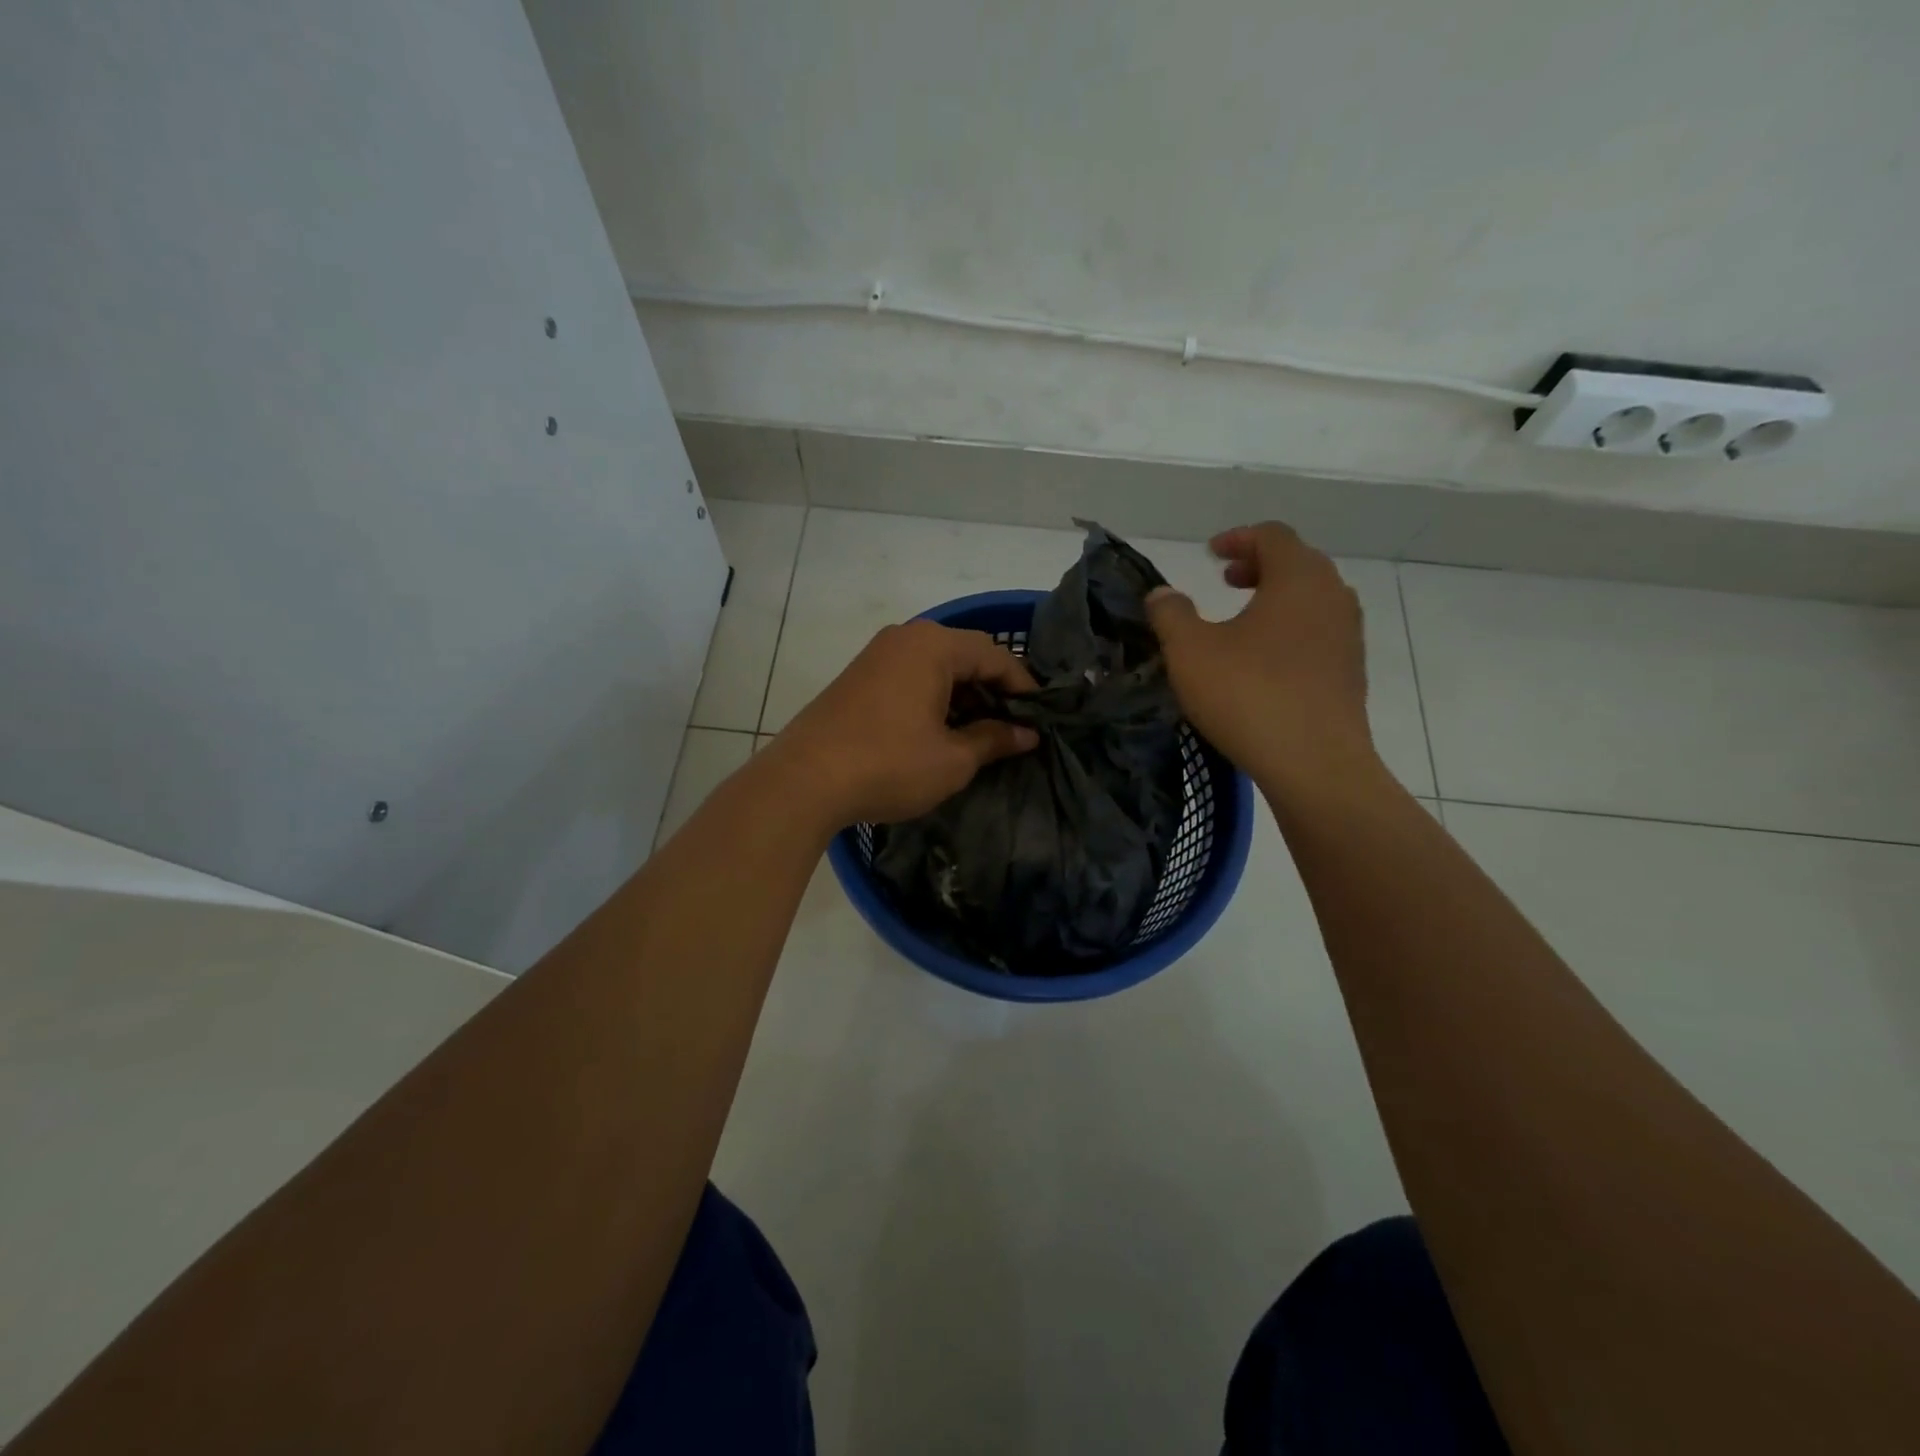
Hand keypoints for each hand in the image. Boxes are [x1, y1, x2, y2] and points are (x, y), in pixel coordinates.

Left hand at [766, 620, 1040, 828]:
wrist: (804, 781)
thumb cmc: (889, 765)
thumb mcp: (952, 759)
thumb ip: (994, 740)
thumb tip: (1027, 734)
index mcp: (933, 645)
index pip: (995, 657)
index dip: (1023, 688)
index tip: (1040, 720)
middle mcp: (905, 638)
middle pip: (965, 655)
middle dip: (992, 691)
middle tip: (1011, 729)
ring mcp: (876, 655)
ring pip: (936, 667)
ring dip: (962, 696)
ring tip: (978, 735)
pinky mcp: (857, 677)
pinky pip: (909, 677)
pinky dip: (933, 698)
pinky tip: (938, 732)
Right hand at [1145, 523, 1379, 797]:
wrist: (1314, 763)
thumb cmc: (1248, 695)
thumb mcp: (1190, 652)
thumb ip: (1171, 614)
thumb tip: (1162, 593)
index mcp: (1298, 578)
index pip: (1272, 536)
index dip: (1238, 538)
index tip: (1210, 554)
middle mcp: (1332, 596)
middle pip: (1298, 562)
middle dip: (1259, 565)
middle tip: (1226, 580)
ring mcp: (1348, 635)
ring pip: (1312, 598)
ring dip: (1277, 597)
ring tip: (1244, 618)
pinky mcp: (1351, 671)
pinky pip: (1319, 631)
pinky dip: (1291, 628)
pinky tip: (1265, 659)